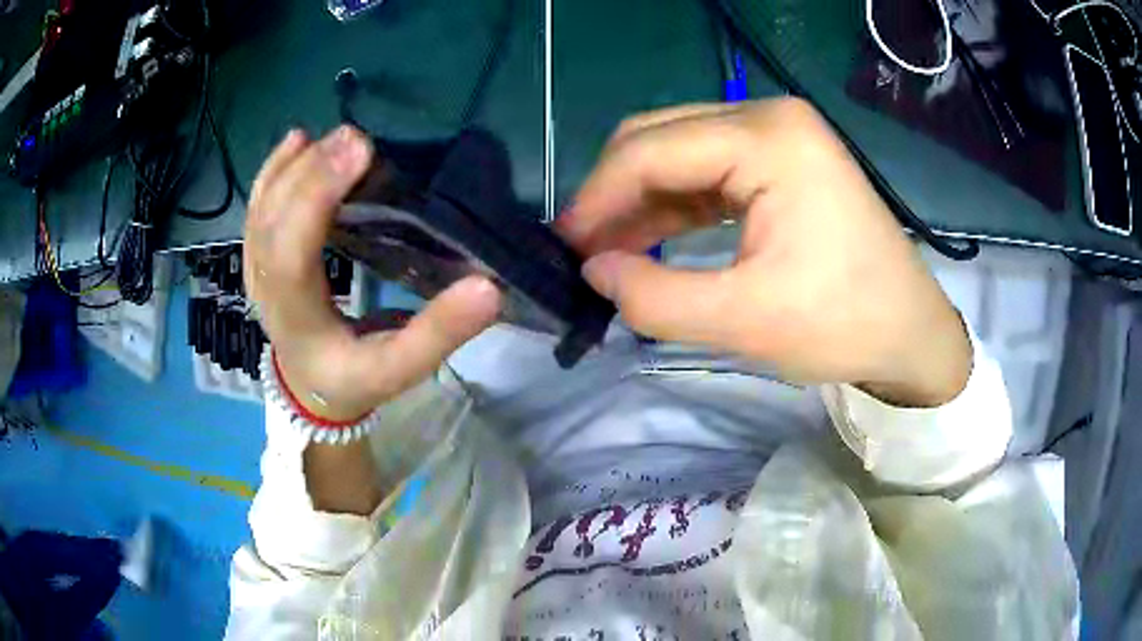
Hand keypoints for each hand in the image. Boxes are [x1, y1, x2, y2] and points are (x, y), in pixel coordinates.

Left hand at [243, 126, 501, 421]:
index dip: (317, 199)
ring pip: (263, 207)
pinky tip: (298, 141)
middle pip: (272, 221)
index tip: (362, 154)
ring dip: (296, 166)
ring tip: (337, 138)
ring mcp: (255, 268)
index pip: (292, 254)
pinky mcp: (259, 255)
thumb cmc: (355, 377)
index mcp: (296, 319)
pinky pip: (259, 205)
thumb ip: (440, 334)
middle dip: (312, 172)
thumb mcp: (400, 369)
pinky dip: (275, 169)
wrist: (313, 388)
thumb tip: (488, 289)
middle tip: (358, 138)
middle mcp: (265, 288)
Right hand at [559, 99, 970, 406]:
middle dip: (614, 192)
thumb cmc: (842, 324)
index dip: (597, 198)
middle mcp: (769, 116)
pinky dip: (673, 203)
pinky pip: (707, 169)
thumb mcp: (744, 321)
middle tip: (586, 251)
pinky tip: (651, 238)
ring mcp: (778, 133)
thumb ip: (654, 298)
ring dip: (640, 198)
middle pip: (660, 137)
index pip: (652, 150)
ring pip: (679, 150)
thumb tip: (592, 272)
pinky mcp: (781, 158)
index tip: (565, 247)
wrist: (909, 331)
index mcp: (768, 138)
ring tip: (610, 251)